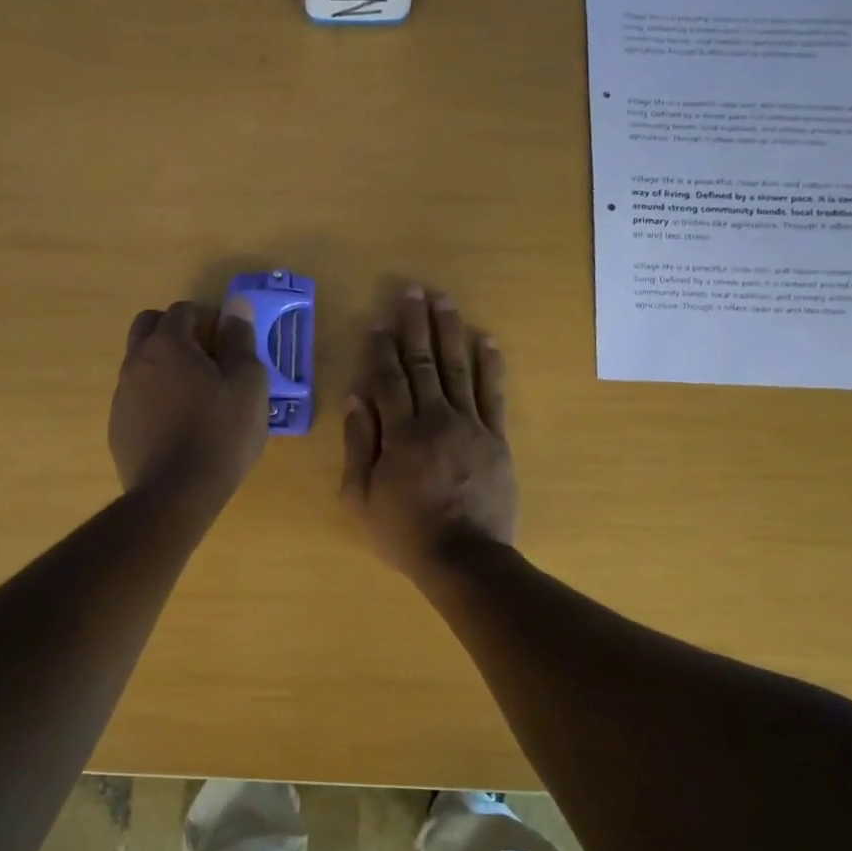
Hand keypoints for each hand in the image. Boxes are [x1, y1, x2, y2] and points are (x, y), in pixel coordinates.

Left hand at [111, 299, 268, 509]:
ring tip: (195, 396)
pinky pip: (136, 397)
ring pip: (140, 362)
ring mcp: (121, 396)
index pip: (182, 310)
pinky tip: (177, 426)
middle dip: (177, 331)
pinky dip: (155, 397)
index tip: (228, 342)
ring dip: (164, 365)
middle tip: (207, 358)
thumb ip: (241, 342)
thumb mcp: (248, 385)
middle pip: (149, 326)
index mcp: (167, 346)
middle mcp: (136, 362)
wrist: (176, 495)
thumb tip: (236, 308)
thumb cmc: (220, 434)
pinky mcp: (117, 427)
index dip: (208, 318)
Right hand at [341, 287, 516, 577]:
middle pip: (423, 363)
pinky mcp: (497, 439)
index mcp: (400, 433)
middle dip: (416, 325)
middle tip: (413, 291)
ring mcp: (471, 426)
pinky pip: (494, 395)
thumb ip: (358, 445)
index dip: (381, 348)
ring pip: (459, 369)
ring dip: (451, 332)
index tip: (379, 321)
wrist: (465, 559)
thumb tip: (355, 398)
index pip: (388, 379)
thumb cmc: (405, 533)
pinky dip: (491, 365)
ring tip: (445, 302)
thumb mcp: (361, 498)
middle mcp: (435, 418)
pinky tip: (487, 339)